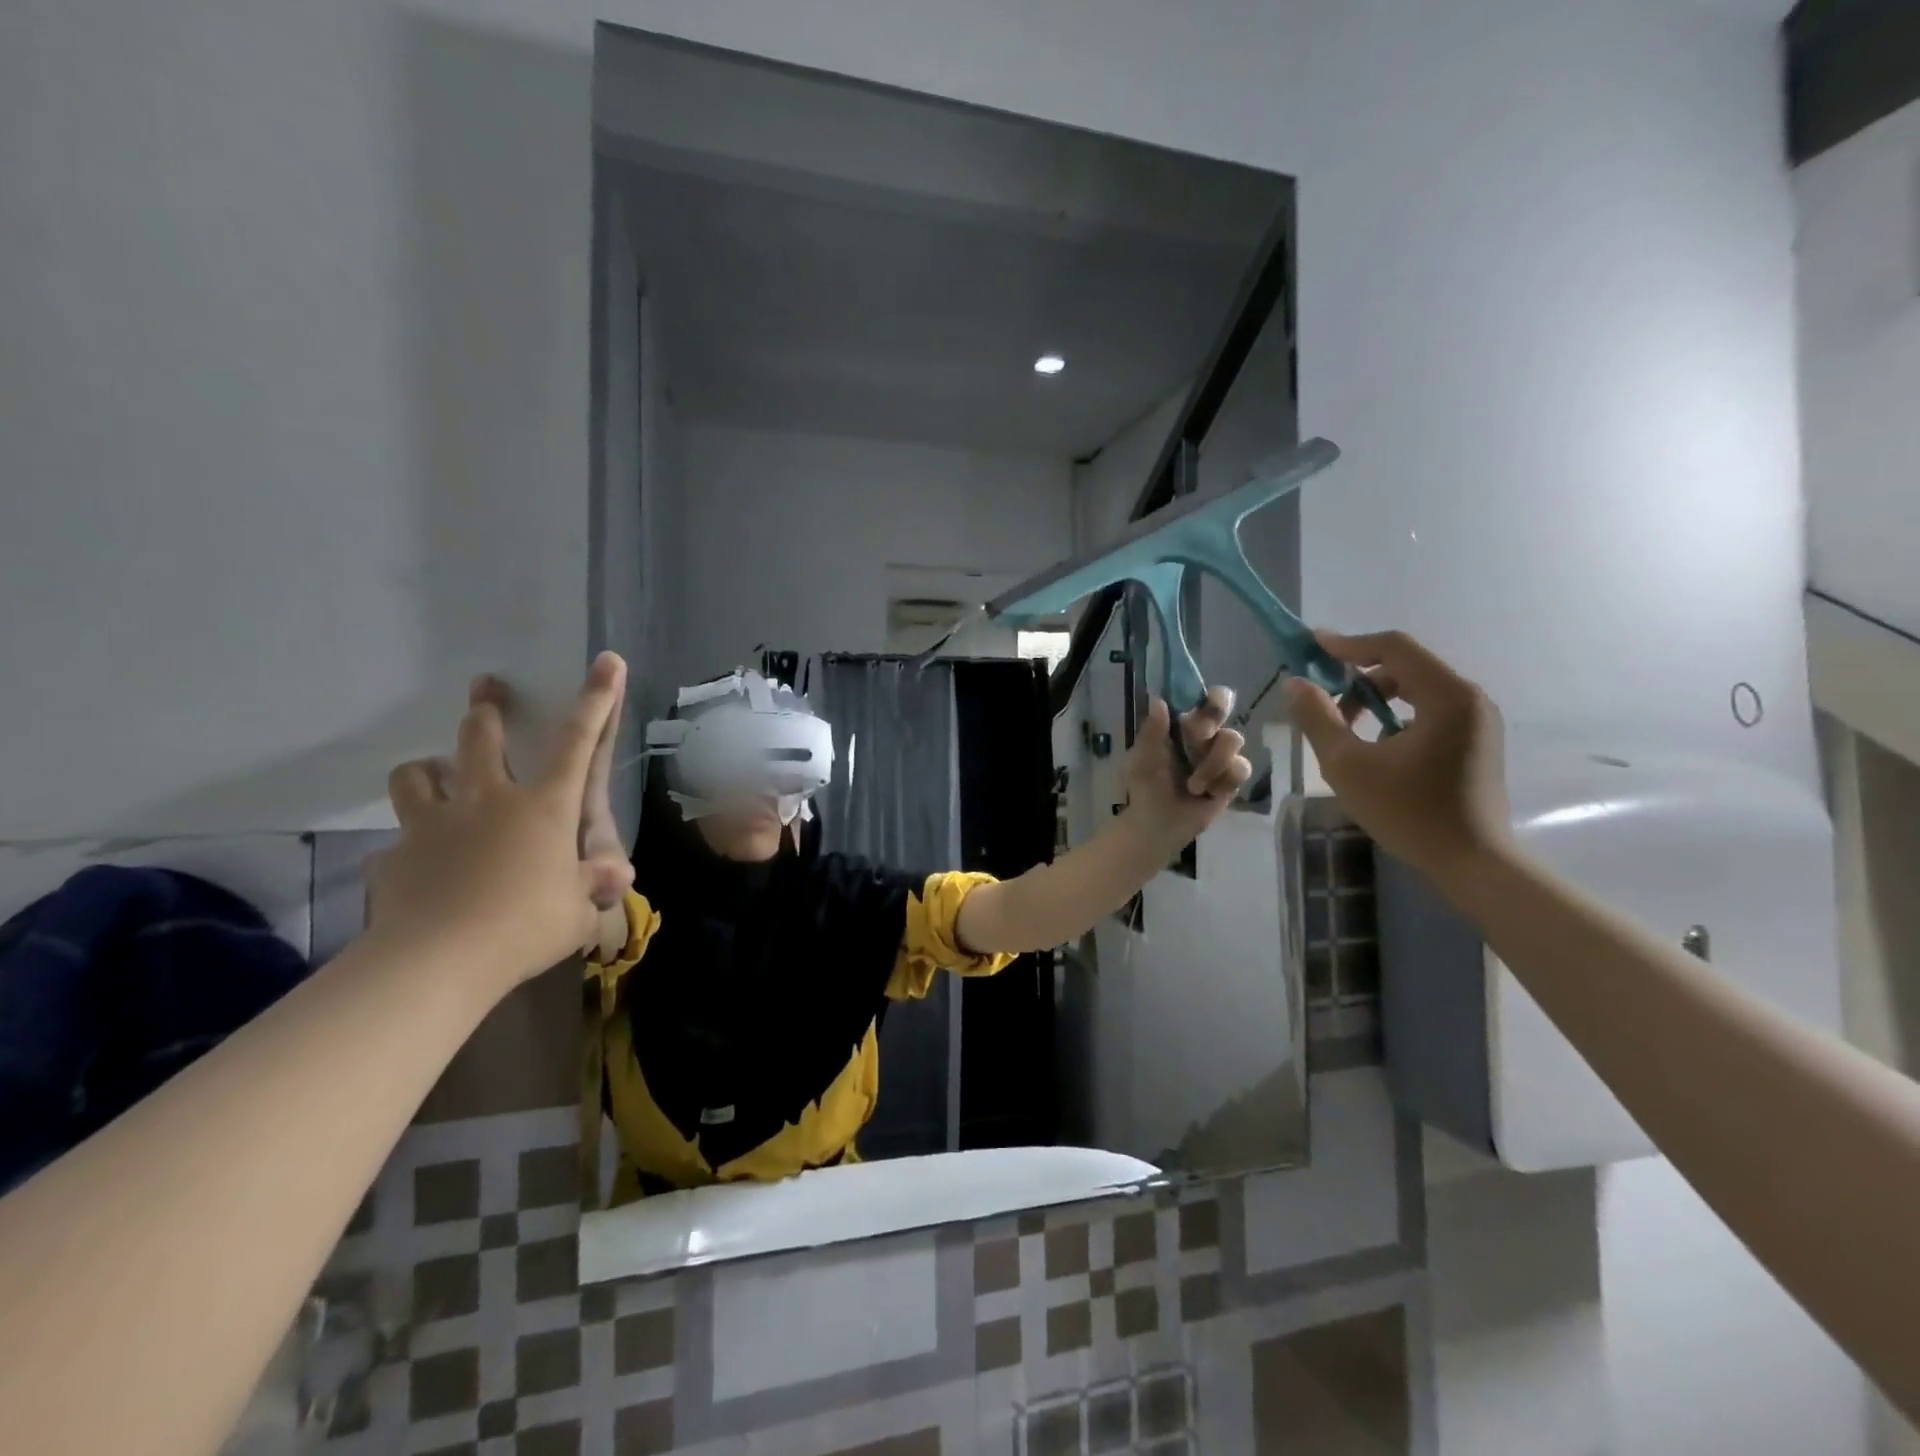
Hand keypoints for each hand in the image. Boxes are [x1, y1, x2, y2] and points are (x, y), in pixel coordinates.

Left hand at [365, 653, 630, 991]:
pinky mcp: (394, 857)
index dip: (596, 700)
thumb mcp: (579, 910)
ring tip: (433, 775)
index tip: (606, 661)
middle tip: (486, 688)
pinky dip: (408, 847)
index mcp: (544, 807)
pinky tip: (416, 867)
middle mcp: (488, 801)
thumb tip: (616, 875)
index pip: (578, 742)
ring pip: (417, 775)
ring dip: (427, 770)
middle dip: (486, 708)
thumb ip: (593, 886)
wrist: (437, 962)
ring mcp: (434, 825)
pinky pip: (396, 843)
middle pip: (480, 738)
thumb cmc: (527, 926)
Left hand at [1122, 687, 1251, 849]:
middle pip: (1225, 708)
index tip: (1198, 708)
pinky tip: (1207, 794)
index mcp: (1183, 724)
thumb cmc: (1146, 786)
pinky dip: (1221, 782)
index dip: (1207, 696)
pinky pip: (1240, 769)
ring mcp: (1222, 756)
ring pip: (1234, 739)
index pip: (1204, 697)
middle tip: (1196, 737)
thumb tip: (1157, 699)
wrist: (1157, 824)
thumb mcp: (1143, 758)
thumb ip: (1152, 730)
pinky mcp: (1232, 779)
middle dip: (1209, 723)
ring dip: (1212, 763)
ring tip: (1192, 786)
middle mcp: (1206, 735)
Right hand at [1282, 630, 1511, 890]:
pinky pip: (1430, 710)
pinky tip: (1373, 744)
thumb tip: (1295, 683)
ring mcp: (1477, 721)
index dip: (1348, 644)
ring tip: (1344, 727)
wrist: (1471, 863)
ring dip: (1375, 698)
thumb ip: (1318, 718)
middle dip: (1358, 677)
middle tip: (1322, 699)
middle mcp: (1469, 698)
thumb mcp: (1348, 765)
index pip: (1394, 647)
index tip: (1311, 647)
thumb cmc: (1408, 812)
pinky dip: (1396, 714)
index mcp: (1446, 696)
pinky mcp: (1476, 741)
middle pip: (1406, 666)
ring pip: (1417, 689)